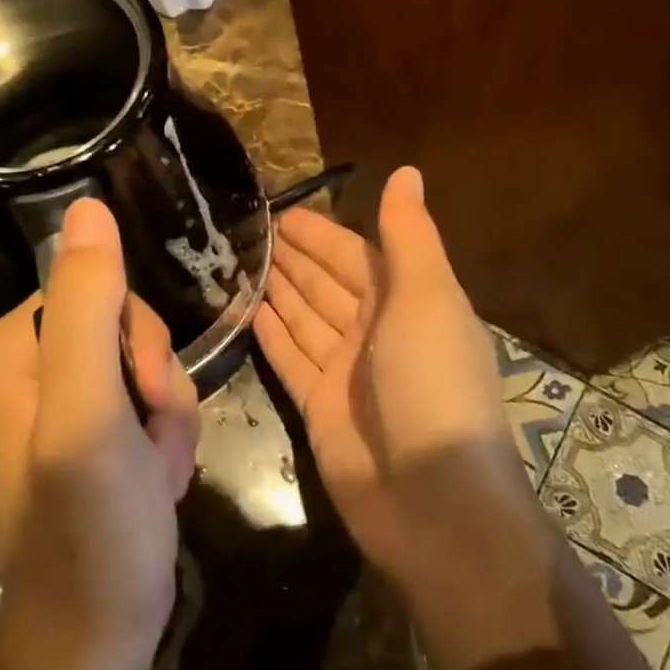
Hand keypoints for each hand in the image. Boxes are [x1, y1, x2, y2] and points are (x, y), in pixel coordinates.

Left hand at [0, 199, 200, 659]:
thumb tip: (88, 206)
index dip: (137, 341)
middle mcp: (15, 365)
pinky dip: (161, 437)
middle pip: (120, 325)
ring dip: (165, 415)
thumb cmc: (90, 530)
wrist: (96, 642)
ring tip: (156, 472)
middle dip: (155, 383)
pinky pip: (141, 398)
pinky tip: (155, 481)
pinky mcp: (80, 430)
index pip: (94, 290)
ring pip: (141, 362)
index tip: (141, 401)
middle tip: (151, 444)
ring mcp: (49, 399)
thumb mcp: (89, 410)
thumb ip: (86, 306)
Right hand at [252, 166, 526, 584]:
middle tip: (245, 232)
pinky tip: (245, 310)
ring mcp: (346, 372)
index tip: (278, 211)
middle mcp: (376, 332)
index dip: (320, 233)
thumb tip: (406, 171)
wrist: (433, 499)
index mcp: (408, 303)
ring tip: (237, 261)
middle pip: (326, 284)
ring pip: (304, 318)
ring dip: (276, 290)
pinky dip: (270, 335)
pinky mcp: (319, 407)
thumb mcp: (428, 298)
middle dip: (292, 258)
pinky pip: (289, 359)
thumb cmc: (433, 384)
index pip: (355, 255)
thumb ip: (409, 235)